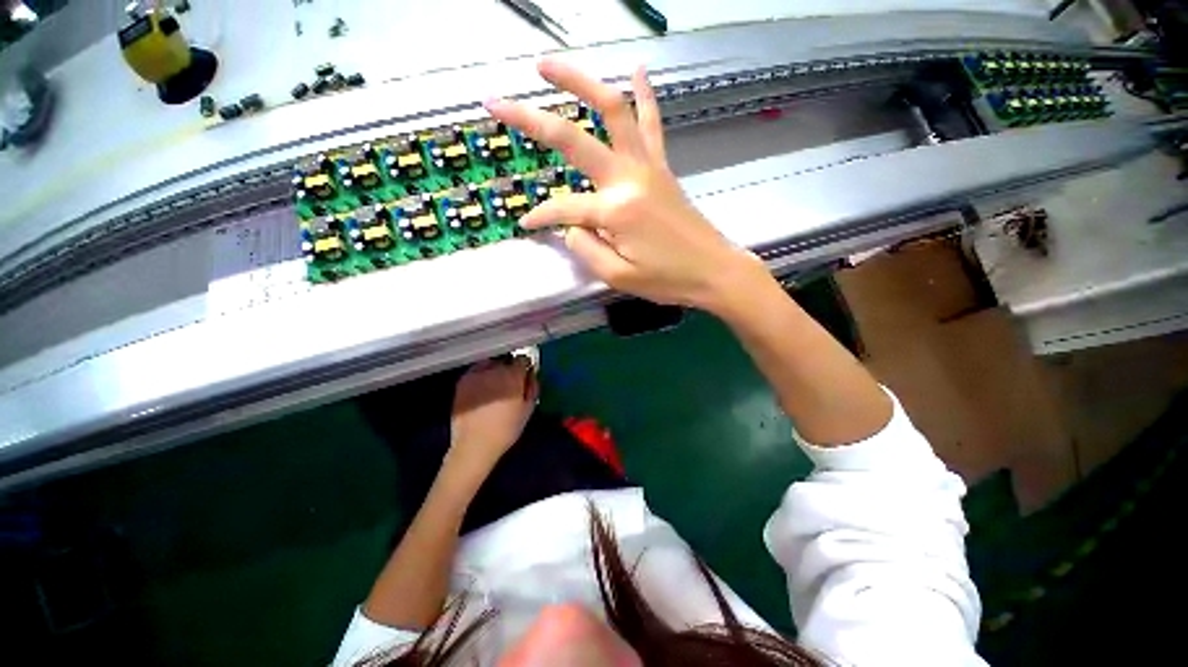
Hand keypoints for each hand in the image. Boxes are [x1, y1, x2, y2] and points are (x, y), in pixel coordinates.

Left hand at [445, 358, 539, 485]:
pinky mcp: (462, 381)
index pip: (523, 359)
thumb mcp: (528, 409)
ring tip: (495, 385)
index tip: (525, 376)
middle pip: (506, 360)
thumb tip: (532, 375)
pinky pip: (476, 371)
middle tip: (510, 382)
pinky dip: (481, 375)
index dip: (526, 367)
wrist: (474, 444)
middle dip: (510, 368)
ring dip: (495, 370)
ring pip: (490, 363)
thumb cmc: (506, 429)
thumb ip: (533, 387)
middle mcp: (494, 369)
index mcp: (513, 375)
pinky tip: (482, 389)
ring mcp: (476, 374)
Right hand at [484, 59, 762, 314]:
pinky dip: (644, 95)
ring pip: (613, 111)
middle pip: (574, 138)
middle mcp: (628, 178)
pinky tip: (638, 69)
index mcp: (614, 210)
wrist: (714, 271)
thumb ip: (586, 248)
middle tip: (499, 101)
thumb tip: (570, 227)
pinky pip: (652, 125)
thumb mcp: (618, 277)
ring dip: (580, 83)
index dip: (540, 217)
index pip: (563, 208)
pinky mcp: (663, 168)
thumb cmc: (666, 279)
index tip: (526, 224)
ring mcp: (648, 167)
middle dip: (531, 120)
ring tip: (549, 66)